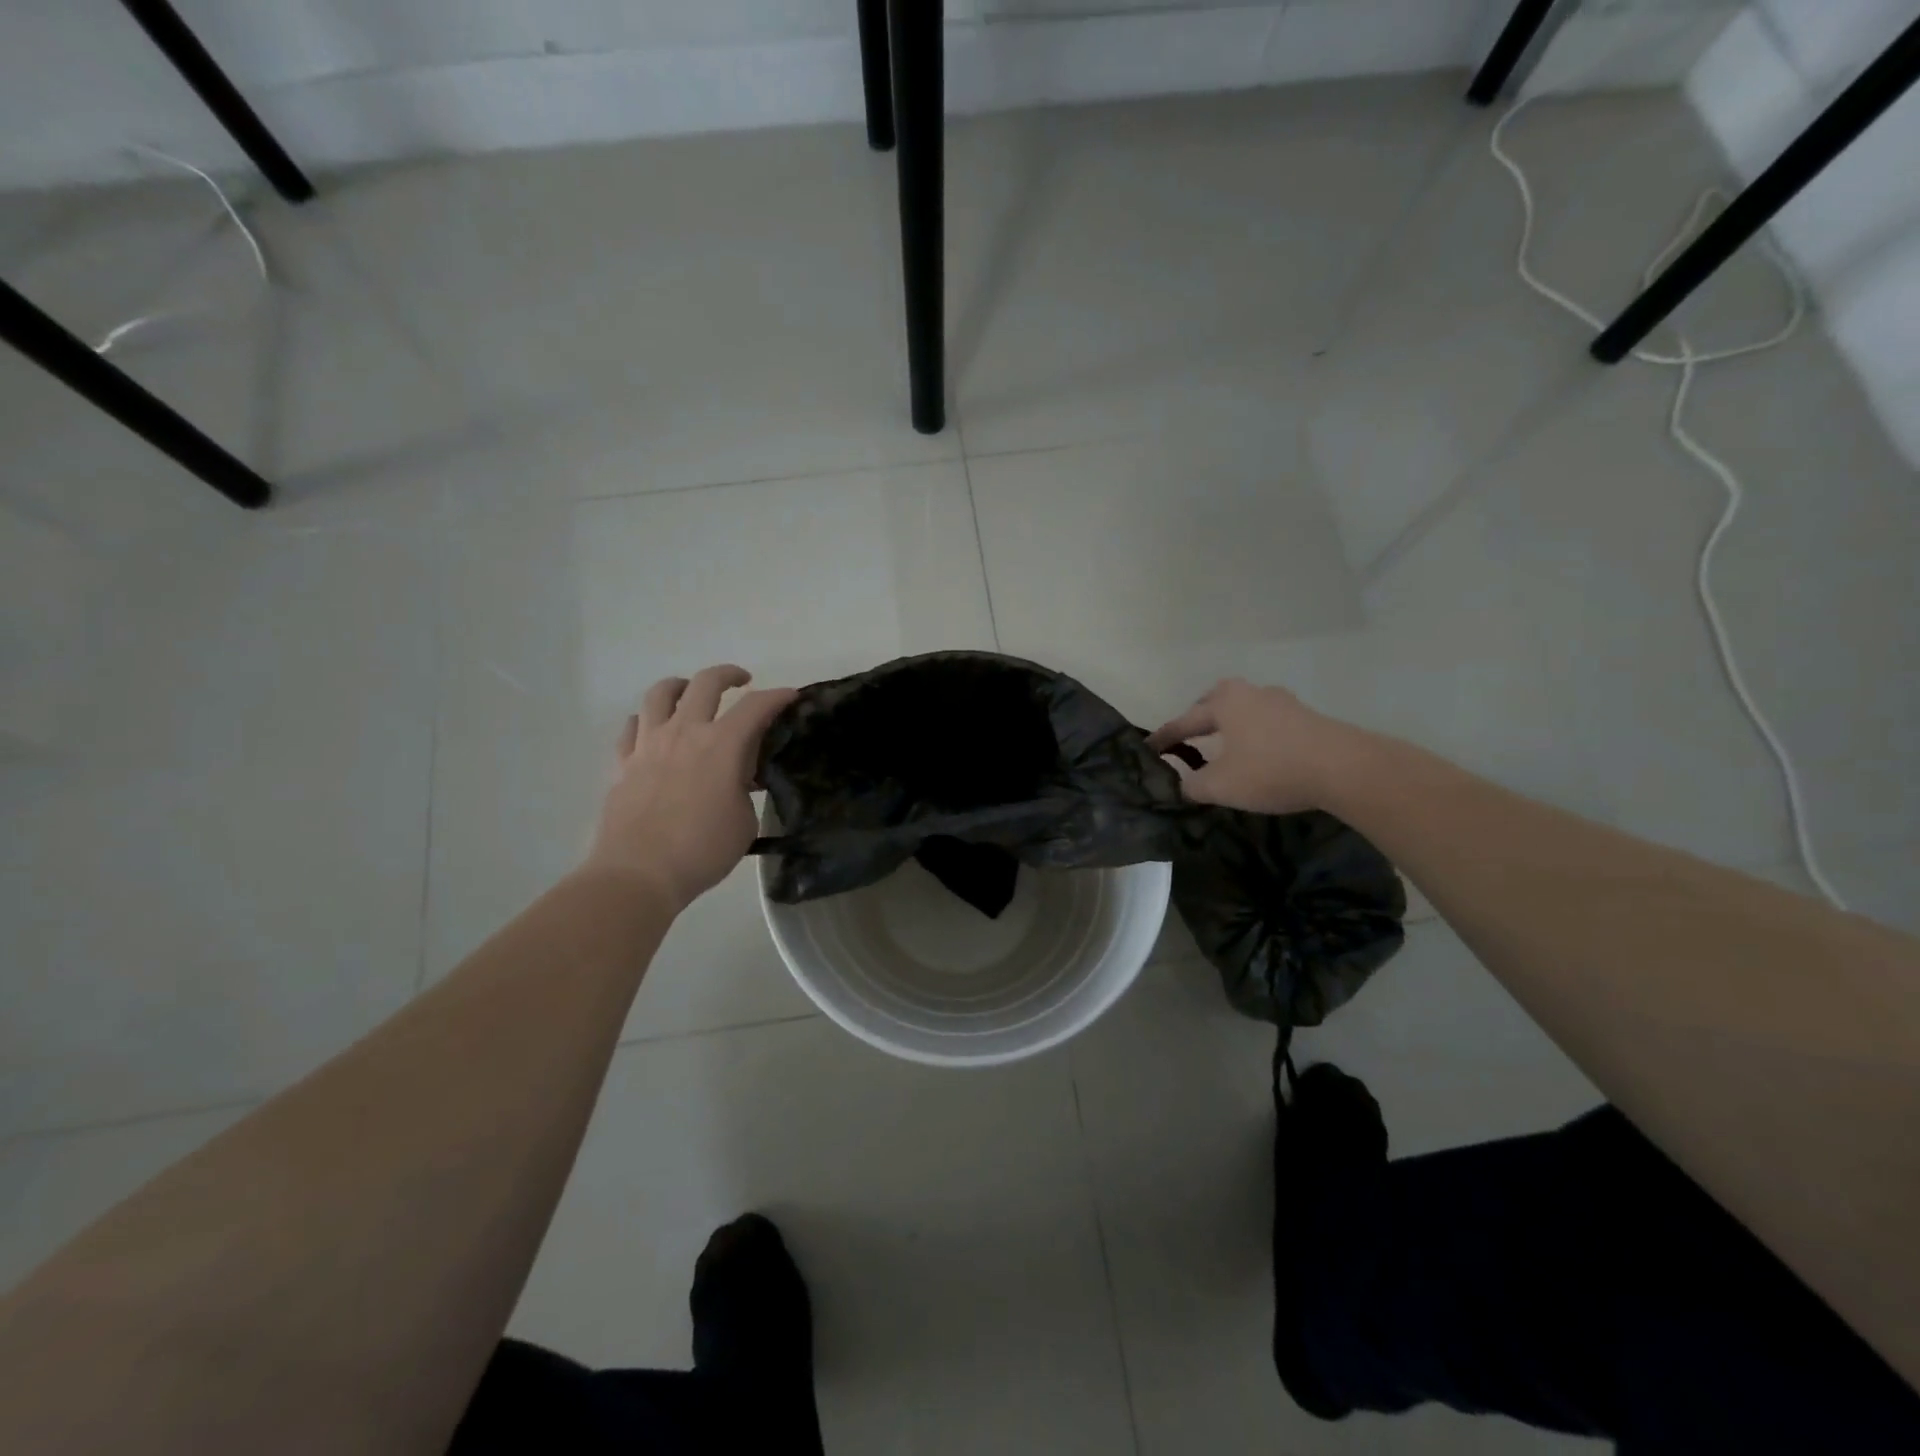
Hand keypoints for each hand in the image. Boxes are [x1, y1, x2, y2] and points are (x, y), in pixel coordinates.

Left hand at [583, 665, 797, 912]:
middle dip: (729, 675)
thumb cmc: (703, 850)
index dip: (777, 697)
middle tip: (742, 682)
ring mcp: (648, 745)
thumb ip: (744, 789)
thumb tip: (738, 777)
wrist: (640, 873)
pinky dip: (647, 720)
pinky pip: (632, 727)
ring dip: (682, 686)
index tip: (791, 696)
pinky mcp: (623, 763)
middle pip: (706, 683)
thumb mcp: (745, 821)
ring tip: (691, 693)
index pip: (756, 707)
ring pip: (660, 693)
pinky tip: (654, 730)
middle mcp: (684, 733)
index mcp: (721, 745)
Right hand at [1147, 678, 1354, 814]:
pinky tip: (1257, 753)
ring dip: (1229, 726)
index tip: (1147, 749)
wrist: (1344, 768)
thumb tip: (1182, 786)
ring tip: (1222, 747)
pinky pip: (1267, 722)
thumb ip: (1193, 785)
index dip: (1164, 738)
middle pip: (1215, 702)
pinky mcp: (1306, 718)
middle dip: (1199, 719)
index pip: (1184, 722)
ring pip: (1244, 710)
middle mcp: (1251, 693)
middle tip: (1188, 738)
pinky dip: (1253, 734)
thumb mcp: (1221, 786)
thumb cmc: (1271, 770)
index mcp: (1225, 703)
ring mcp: (1282, 703)